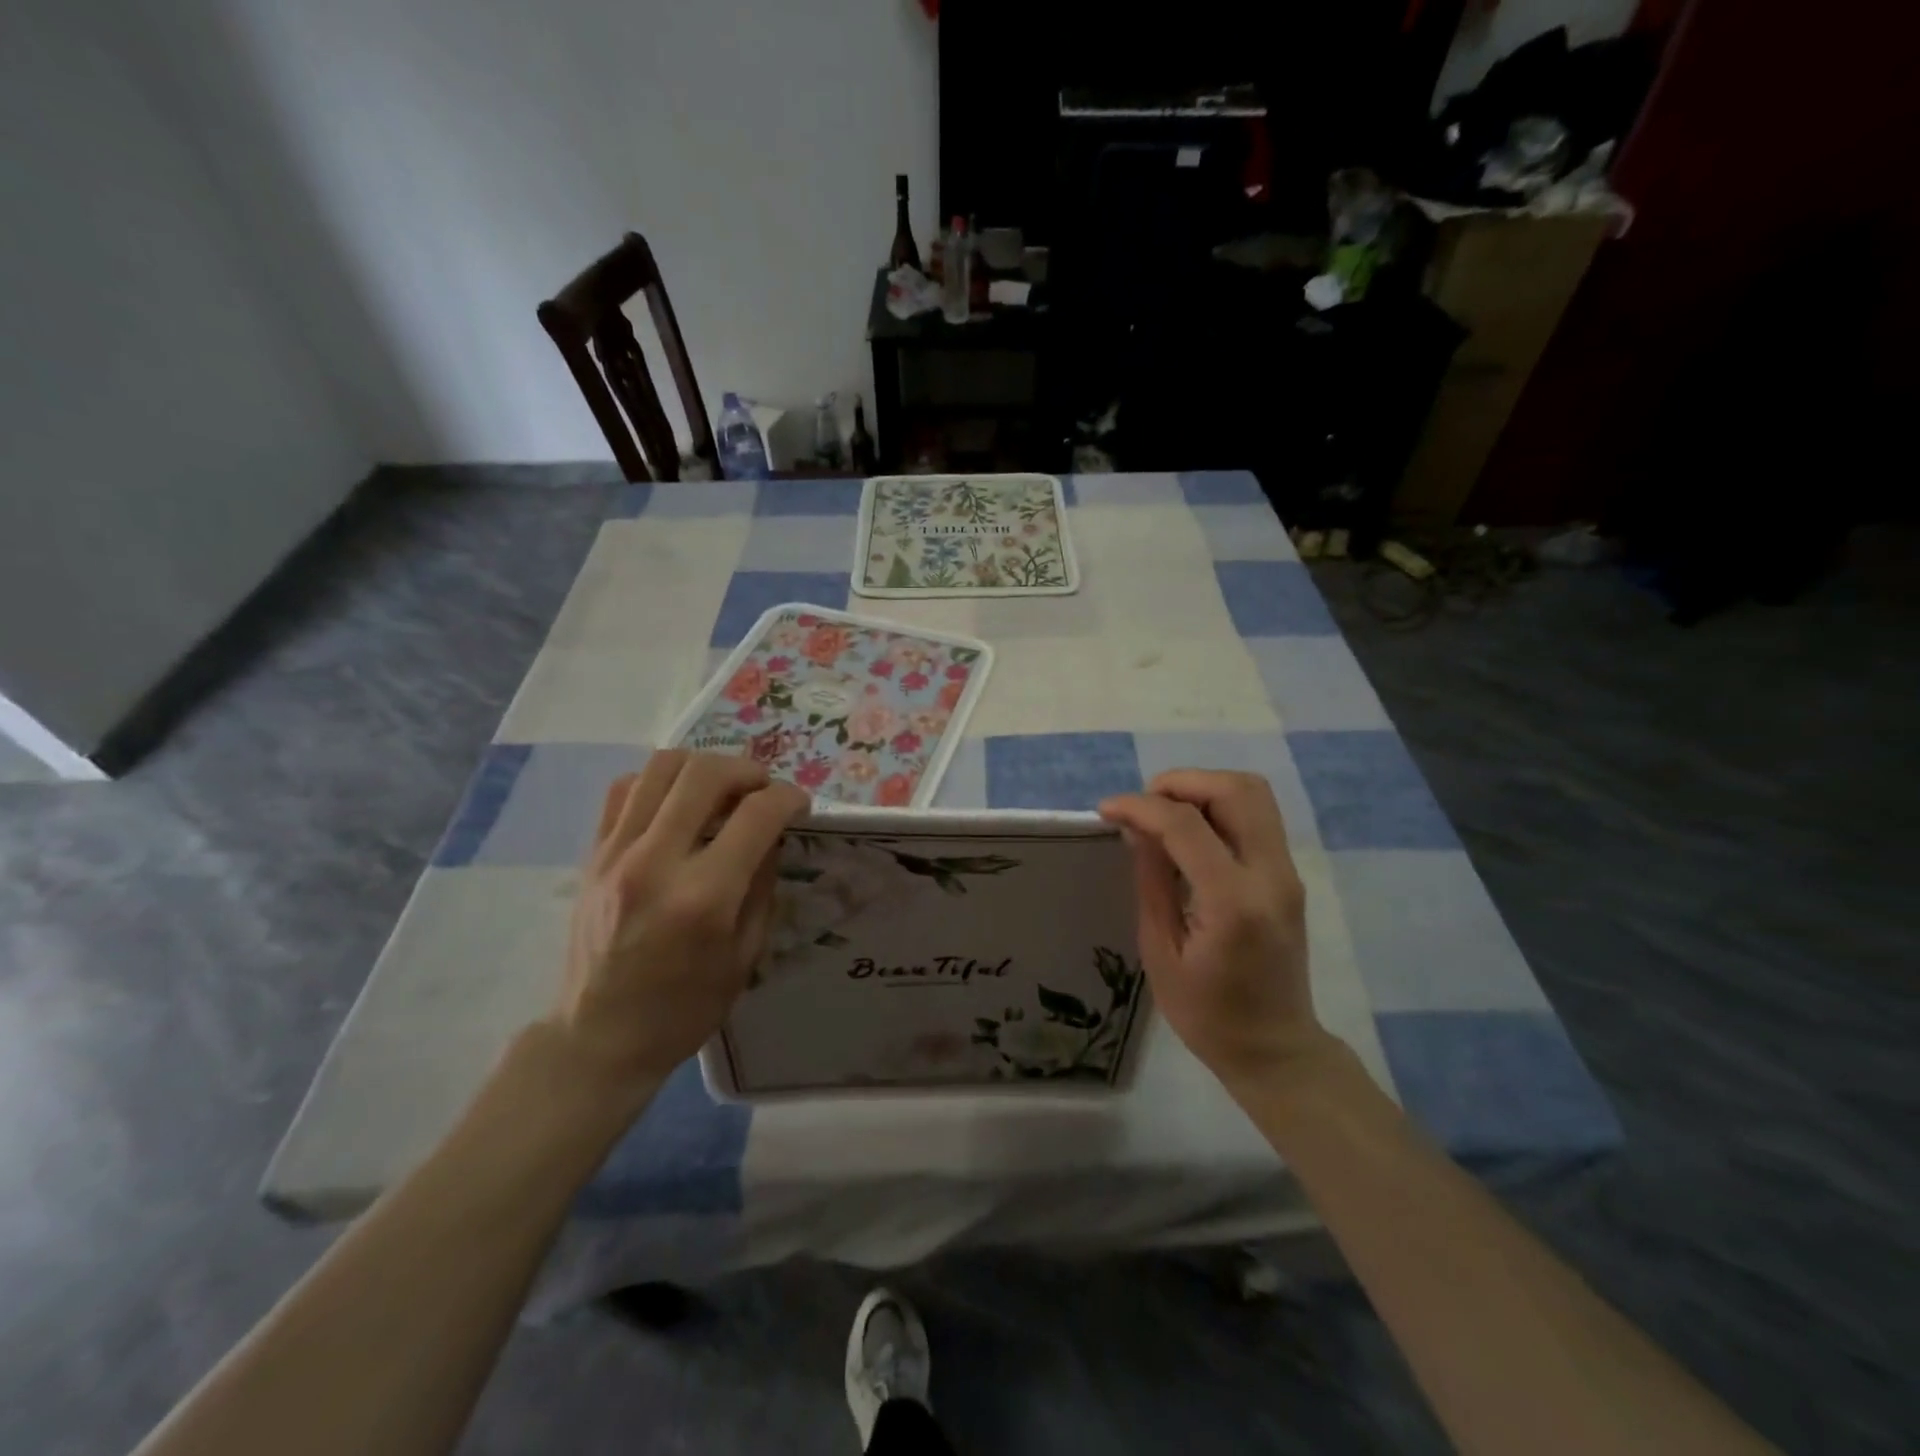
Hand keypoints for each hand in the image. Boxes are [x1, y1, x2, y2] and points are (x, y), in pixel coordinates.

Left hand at [548, 750, 808, 1094]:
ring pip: (661, 766)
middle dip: (748, 770)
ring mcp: (616, 853)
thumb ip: (762, 885)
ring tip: (722, 789)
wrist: (598, 1038)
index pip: (757, 814)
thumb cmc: (684, 1009)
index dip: (789, 798)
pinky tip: (677, 804)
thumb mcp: (745, 956)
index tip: (799, 805)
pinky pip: (625, 788)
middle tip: (763, 790)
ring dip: (704, 766)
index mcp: (704, 897)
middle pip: (706, 773)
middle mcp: (656, 862)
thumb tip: (772, 833)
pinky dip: (659, 781)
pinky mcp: (592, 853)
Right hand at [1099, 770, 1340, 1092]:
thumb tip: (1137, 829)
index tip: (1106, 810)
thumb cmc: (1208, 1015)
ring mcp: (1287, 873)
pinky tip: (1188, 831)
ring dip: (1203, 789)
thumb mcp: (1161, 952)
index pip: (1186, 825)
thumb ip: (1152, 881)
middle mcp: (1270, 876)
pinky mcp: (1288, 875)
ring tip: (1164, 813)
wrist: (1276, 1049)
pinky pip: (1257, 816)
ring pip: (1253, 794)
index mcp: (1234, 903)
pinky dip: (1218, 806)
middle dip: (1180, 783)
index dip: (1140, 806)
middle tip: (1142, 805)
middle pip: (1236, 790)